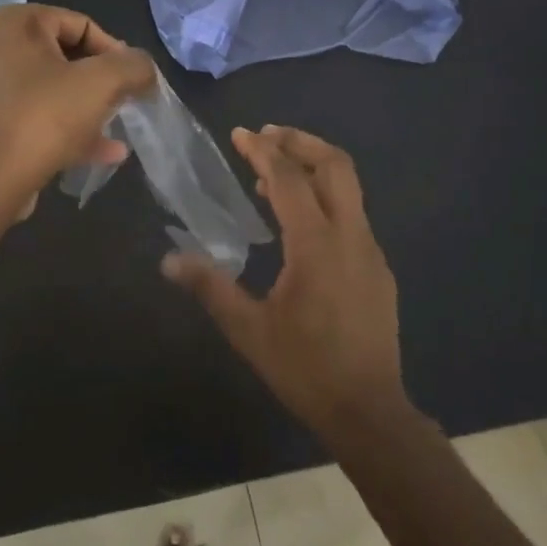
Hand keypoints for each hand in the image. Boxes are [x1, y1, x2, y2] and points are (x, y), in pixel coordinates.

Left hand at [0, 5, 156, 218]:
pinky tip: (106, 151)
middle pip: (67, 56)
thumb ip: (134, 66)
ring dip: (89, 106)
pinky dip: (70, 128)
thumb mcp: (103, 82)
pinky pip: (40, 115)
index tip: (131, 80)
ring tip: (118, 125)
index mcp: (17, 24)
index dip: (114, 51)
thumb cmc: (46, 117)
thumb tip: (144, 69)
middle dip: (101, 80)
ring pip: (54, 88)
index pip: (80, 24)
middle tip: (125, 99)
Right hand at [162, 126, 407, 438]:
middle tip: (266, 136)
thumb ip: (210, 287)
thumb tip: (168, 260)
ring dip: (313, 168)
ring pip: (349, 187)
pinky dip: (324, 198)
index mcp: (316, 245)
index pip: (289, 179)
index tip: (239, 134)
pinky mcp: (378, 268)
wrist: (369, 411)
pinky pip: (351, 214)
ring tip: (272, 174)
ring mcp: (370, 250)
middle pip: (335, 165)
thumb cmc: (304, 368)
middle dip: (300, 142)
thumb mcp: (248, 329)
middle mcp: (351, 236)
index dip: (262, 151)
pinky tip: (297, 222)